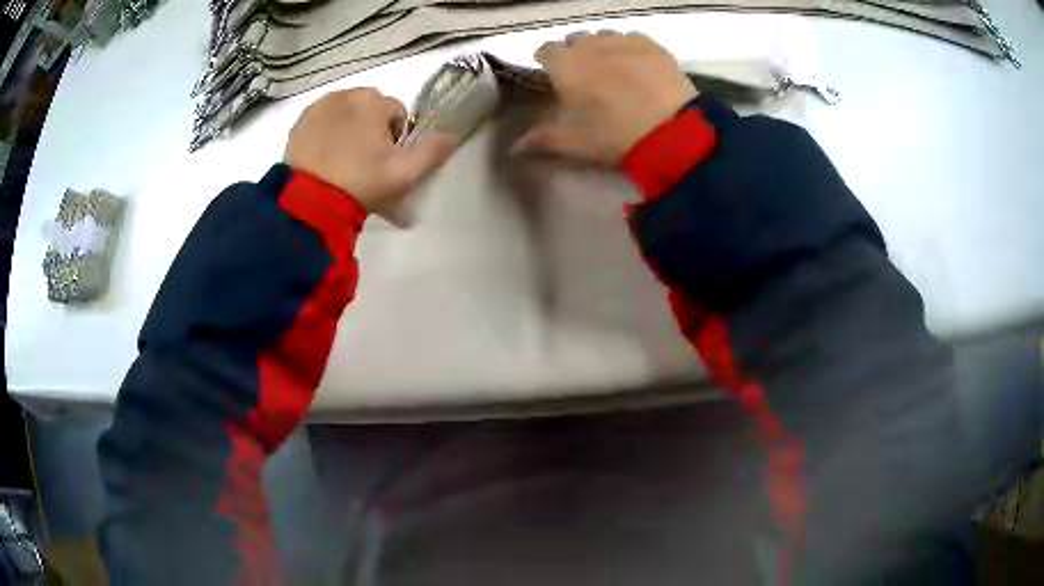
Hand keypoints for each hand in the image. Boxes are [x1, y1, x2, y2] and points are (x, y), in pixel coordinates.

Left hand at [284, 88, 456, 214]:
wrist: (309, 201)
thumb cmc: (361, 182)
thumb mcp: (404, 173)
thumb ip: (432, 151)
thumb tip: (453, 137)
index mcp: (374, 100)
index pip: (397, 113)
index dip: (397, 138)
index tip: (386, 162)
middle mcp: (346, 94)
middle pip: (370, 109)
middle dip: (372, 129)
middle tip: (365, 163)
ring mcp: (319, 107)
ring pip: (346, 113)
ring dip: (350, 128)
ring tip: (343, 161)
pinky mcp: (299, 122)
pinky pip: (322, 121)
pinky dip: (327, 133)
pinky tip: (324, 158)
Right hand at [515, 31, 696, 164]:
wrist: (670, 131)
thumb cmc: (611, 134)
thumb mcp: (571, 142)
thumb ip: (540, 139)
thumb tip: (514, 146)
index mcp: (565, 62)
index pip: (545, 50)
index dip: (547, 62)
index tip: (553, 76)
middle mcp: (591, 43)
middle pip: (576, 39)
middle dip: (575, 53)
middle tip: (585, 77)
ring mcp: (624, 40)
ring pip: (605, 36)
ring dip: (602, 49)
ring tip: (613, 71)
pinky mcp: (653, 46)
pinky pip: (633, 39)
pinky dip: (630, 50)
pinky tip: (638, 68)